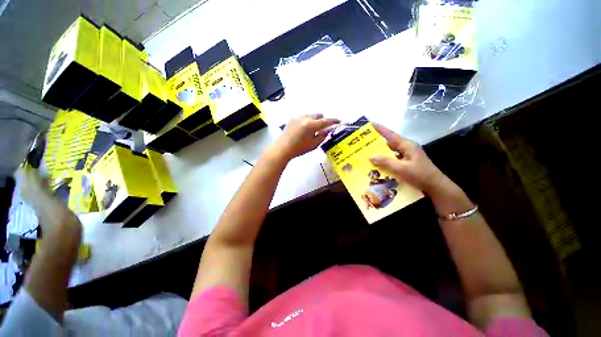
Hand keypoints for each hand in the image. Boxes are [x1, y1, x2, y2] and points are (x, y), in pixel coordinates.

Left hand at [273, 114, 338, 160]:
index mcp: (311, 125)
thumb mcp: (314, 144)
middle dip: (322, 120)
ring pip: (311, 115)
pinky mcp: (292, 119)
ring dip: (315, 119)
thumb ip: (323, 136)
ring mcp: (297, 117)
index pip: (325, 121)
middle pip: (318, 114)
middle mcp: (305, 118)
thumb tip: (329, 129)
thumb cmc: (299, 148)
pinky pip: (303, 117)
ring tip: (313, 129)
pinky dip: (307, 121)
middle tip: (323, 128)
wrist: (282, 148)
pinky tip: (304, 129)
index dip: (333, 121)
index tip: (338, 121)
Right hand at [368, 123, 454, 197]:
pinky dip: (384, 160)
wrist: (435, 187)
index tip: (370, 123)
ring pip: (390, 151)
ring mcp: (407, 155)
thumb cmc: (420, 175)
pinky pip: (392, 158)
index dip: (380, 129)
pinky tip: (376, 164)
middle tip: (363, 141)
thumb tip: (370, 156)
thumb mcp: (402, 169)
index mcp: (407, 145)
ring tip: (366, 152)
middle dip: (376, 141)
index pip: (391, 134)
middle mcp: (406, 148)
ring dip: (379, 152)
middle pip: (389, 142)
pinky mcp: (406, 162)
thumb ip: (386, 162)